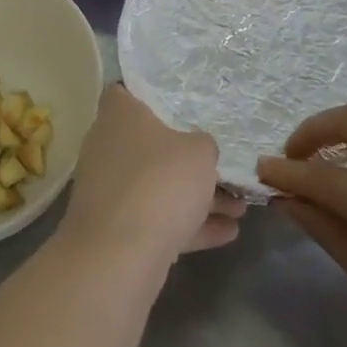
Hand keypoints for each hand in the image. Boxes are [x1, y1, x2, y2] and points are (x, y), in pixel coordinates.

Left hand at [59, 85, 244, 269]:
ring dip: (196, 197)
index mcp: (118, 115)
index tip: (178, 105)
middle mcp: (107, 146)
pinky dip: (188, 225)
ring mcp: (109, 188)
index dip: (147, 96)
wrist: (119, 254)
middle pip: (149, 144)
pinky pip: (156, 219)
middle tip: (222, 166)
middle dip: (186, 159)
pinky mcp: (115, 227)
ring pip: (157, 185)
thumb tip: (199, 150)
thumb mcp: (200, 153)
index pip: (123, 92)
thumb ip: (203, 145)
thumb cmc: (160, 181)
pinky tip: (228, 233)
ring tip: (239, 207)